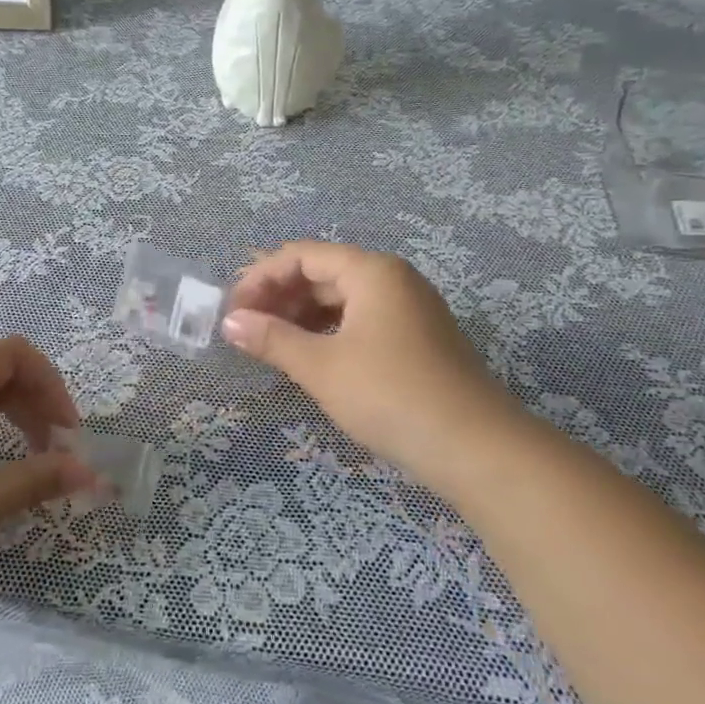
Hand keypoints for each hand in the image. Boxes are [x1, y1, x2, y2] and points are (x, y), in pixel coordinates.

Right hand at [222, 241, 529, 486]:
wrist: (475, 448)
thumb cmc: (389, 395)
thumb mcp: (321, 367)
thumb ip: (272, 339)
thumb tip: (230, 323)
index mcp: (371, 272)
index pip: (302, 255)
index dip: (260, 277)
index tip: (232, 310)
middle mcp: (392, 280)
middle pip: (322, 273)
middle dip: (278, 296)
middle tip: (244, 329)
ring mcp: (409, 310)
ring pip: (341, 300)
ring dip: (300, 316)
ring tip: (269, 344)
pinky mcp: (416, 340)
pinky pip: (360, 321)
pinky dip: (327, 332)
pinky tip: (308, 357)